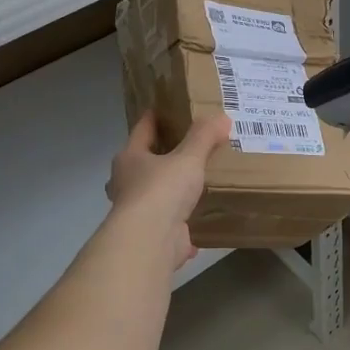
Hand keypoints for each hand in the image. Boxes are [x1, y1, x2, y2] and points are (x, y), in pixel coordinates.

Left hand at [106, 112, 230, 270]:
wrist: (150, 239)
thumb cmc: (162, 189)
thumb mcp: (188, 158)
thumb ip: (204, 137)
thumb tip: (222, 117)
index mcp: (130, 159)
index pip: (141, 131)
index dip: (152, 119)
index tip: (162, 109)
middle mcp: (127, 183)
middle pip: (141, 165)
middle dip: (156, 159)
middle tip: (179, 151)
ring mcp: (136, 213)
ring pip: (151, 197)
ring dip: (166, 194)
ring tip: (188, 188)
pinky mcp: (150, 236)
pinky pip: (166, 227)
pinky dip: (178, 227)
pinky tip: (193, 228)